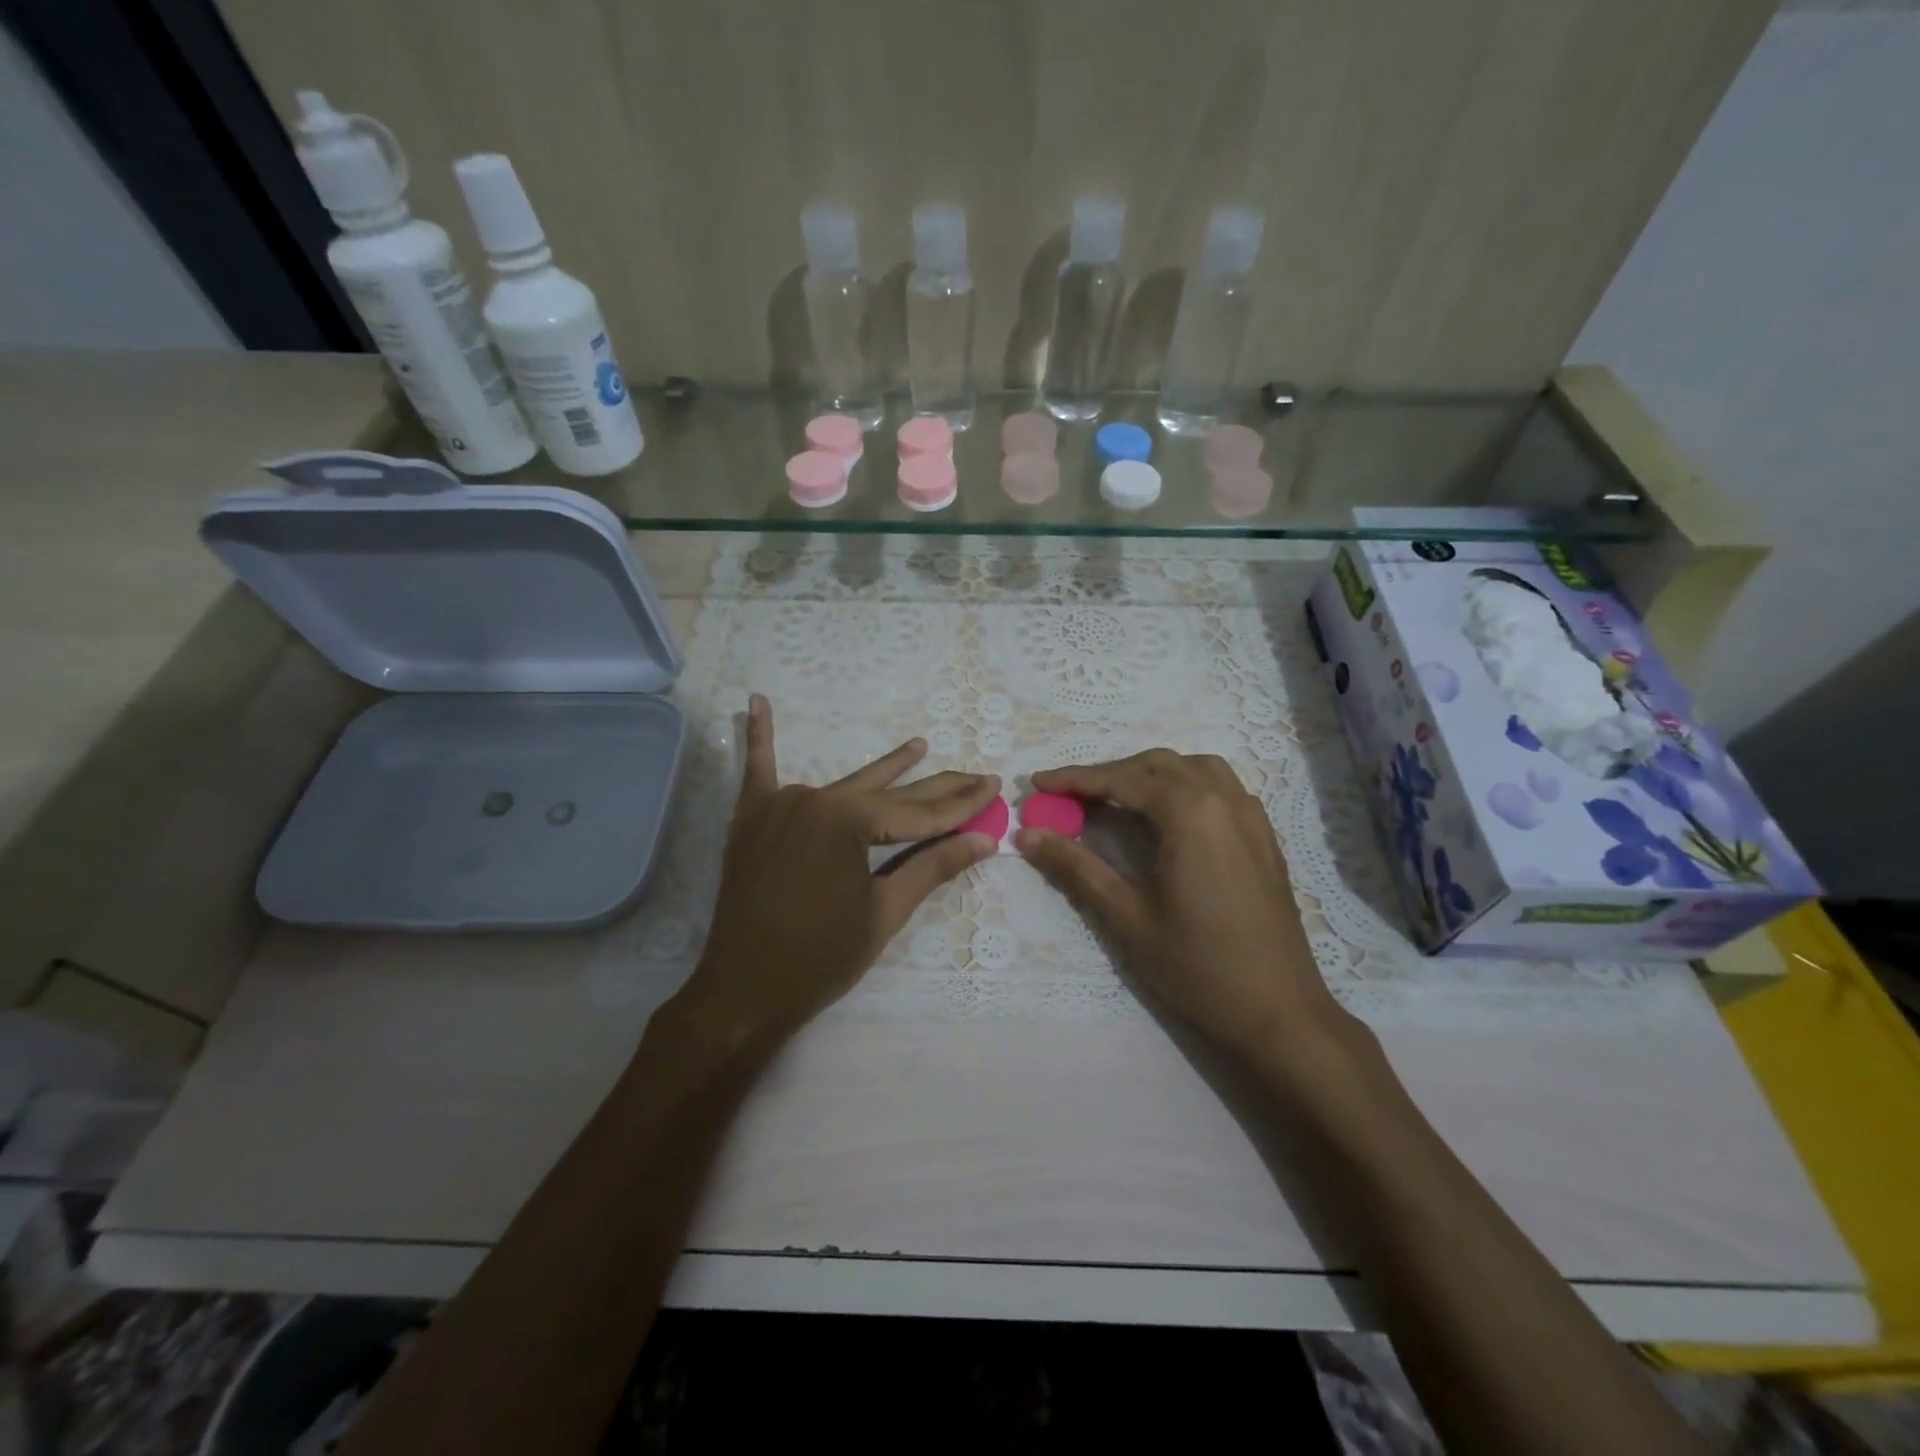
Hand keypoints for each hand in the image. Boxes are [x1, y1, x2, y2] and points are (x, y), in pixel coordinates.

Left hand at [676, 696, 998, 1041]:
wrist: (742, 992)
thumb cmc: (820, 956)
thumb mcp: (885, 911)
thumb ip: (933, 866)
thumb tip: (985, 838)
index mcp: (847, 821)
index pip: (918, 812)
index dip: (961, 804)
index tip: (994, 786)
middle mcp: (813, 799)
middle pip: (887, 793)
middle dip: (936, 787)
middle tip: (976, 774)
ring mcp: (778, 805)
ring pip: (844, 784)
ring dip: (883, 767)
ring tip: (918, 745)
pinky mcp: (751, 819)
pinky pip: (756, 771)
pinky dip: (759, 738)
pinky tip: (757, 703)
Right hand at [1017, 750, 1351, 1063]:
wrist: (1280, 1014)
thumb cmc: (1198, 967)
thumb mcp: (1127, 917)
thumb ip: (1076, 867)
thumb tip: (1027, 835)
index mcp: (1190, 813)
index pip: (1122, 779)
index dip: (1075, 778)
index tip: (1037, 782)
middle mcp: (1224, 800)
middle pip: (1157, 766)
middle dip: (1110, 774)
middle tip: (1070, 797)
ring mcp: (1251, 817)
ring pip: (1194, 769)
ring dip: (1150, 774)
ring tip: (1117, 799)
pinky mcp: (1264, 838)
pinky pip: (1221, 788)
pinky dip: (1185, 786)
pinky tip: (1169, 818)